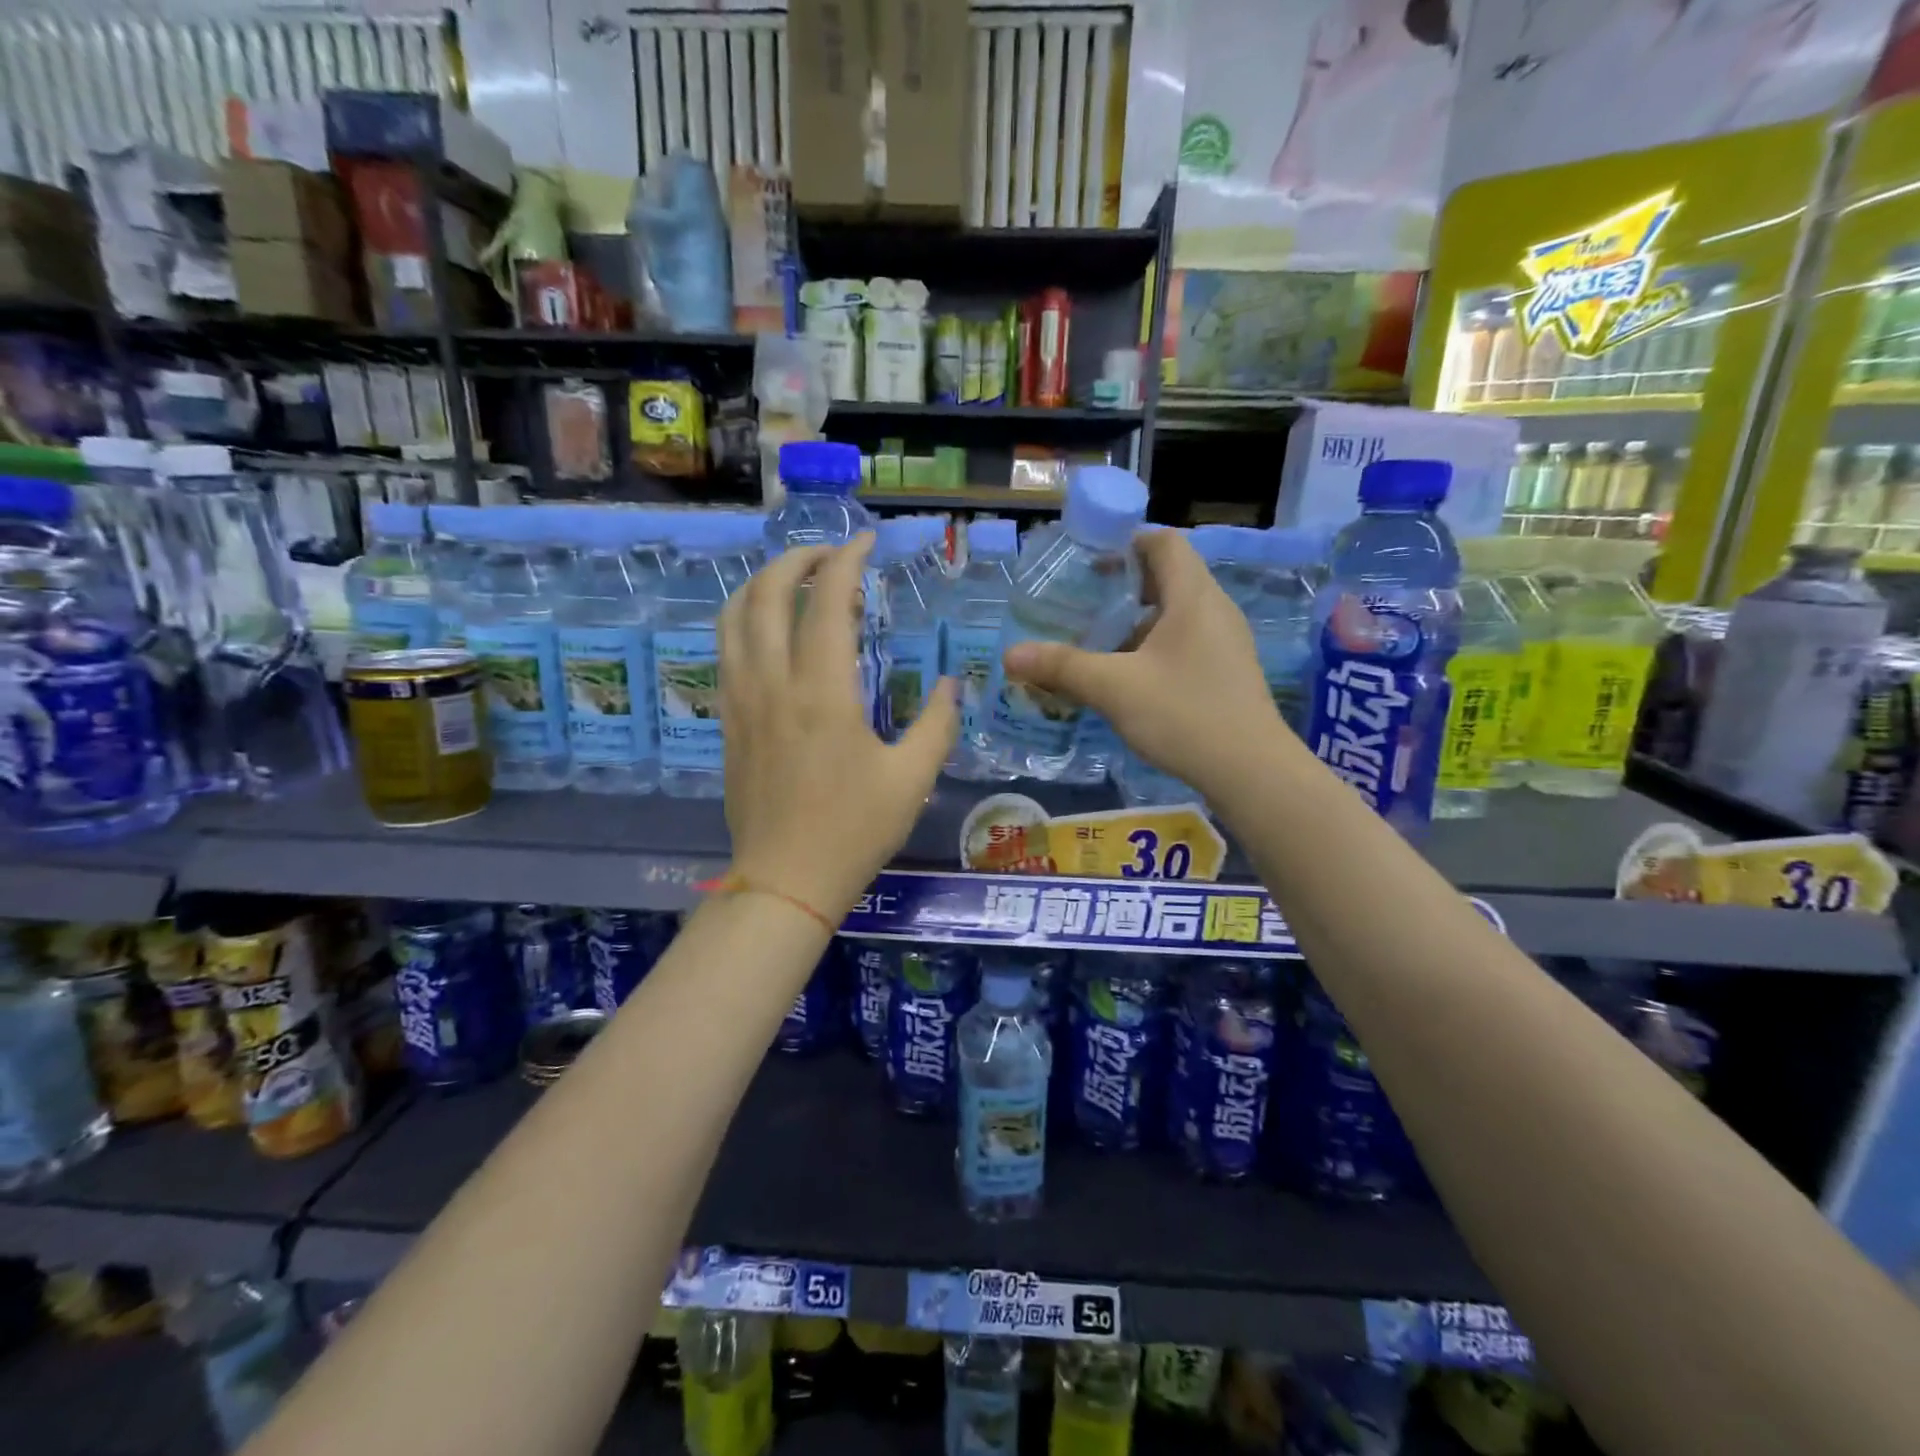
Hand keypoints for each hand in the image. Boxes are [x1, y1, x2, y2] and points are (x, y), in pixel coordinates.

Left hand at [718, 534, 958, 920]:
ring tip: (794, 583)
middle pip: (765, 592)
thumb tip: (952, 686)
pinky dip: (744, 620)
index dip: (846, 559)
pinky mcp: (727, 720)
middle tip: (831, 557)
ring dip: (761, 584)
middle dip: (797, 559)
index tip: (866, 542)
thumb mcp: (911, 779)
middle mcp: (772, 682)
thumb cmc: (852, 831)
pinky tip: (769, 631)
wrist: (783, 881)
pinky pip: (724, 650)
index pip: (825, 599)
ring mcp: (741, 699)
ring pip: (733, 616)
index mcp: (822, 691)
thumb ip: (937, 724)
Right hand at [1001, 529, 1290, 800]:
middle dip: (1124, 586)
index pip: (1163, 542)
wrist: (1251, 771)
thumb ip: (1062, 667)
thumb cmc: (1184, 713)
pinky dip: (1155, 647)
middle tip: (1083, 603)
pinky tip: (1129, 678)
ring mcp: (1226, 643)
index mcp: (1193, 596)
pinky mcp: (1227, 672)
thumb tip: (1010, 656)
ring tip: (1099, 642)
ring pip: (1176, 614)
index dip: (1126, 542)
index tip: (1089, 561)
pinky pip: (1186, 642)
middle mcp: (1215, 610)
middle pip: (1169, 577)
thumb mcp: (1114, 688)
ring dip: (1137, 622)